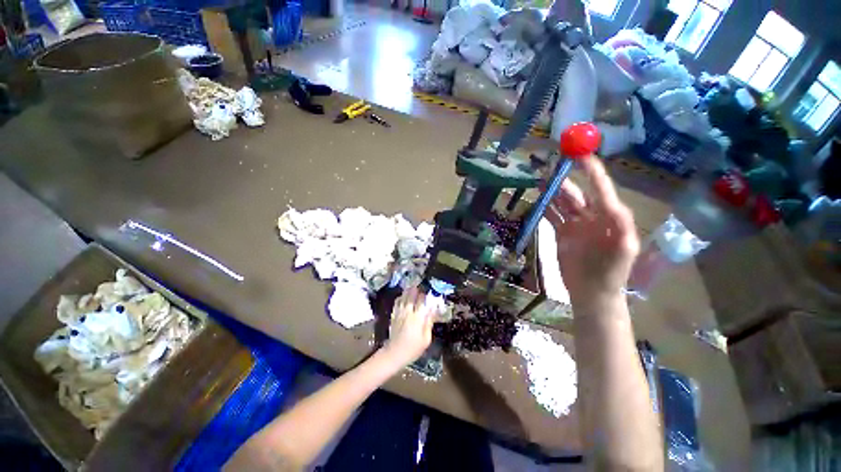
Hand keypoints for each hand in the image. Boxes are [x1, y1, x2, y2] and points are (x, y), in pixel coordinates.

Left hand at [382, 287, 433, 366]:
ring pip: (403, 297)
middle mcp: (408, 312)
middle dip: (416, 289)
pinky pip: (397, 302)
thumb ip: (429, 323)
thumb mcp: (426, 339)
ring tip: (412, 287)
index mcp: (417, 317)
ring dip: (408, 291)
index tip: (429, 293)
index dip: (425, 295)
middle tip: (420, 287)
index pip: (422, 300)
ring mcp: (399, 312)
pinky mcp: (394, 315)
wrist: (394, 353)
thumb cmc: (413, 348)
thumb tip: (433, 311)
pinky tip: (403, 296)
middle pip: (411, 295)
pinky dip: (401, 297)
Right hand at [544, 157, 639, 303]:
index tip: (582, 155)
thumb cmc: (611, 272)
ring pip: (561, 203)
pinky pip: (551, 216)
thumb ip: (621, 227)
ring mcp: (575, 225)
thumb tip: (613, 203)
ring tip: (540, 180)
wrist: (592, 292)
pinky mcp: (561, 233)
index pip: (600, 189)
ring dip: (552, 191)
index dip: (592, 172)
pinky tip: (537, 200)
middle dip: (564, 180)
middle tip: (550, 168)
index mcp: (610, 217)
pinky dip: (544, 208)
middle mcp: (592, 216)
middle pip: (576, 193)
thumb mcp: (623, 250)